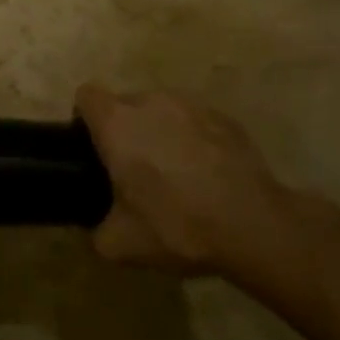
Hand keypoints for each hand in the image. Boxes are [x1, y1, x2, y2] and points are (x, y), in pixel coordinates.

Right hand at [75, 86, 299, 275]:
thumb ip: (96, 231)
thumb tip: (97, 228)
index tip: (93, 148)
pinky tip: (206, 174)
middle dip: (124, 129)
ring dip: (159, 131)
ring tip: (173, 171)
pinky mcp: (227, 119)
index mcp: (117, 124)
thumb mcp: (120, 244)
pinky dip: (193, 140)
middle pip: (125, 103)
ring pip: (162, 111)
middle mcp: (151, 103)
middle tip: (132, 170)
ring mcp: (193, 106)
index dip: (84, 118)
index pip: (86, 96)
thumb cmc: (177, 226)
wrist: (255, 227)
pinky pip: (196, 122)